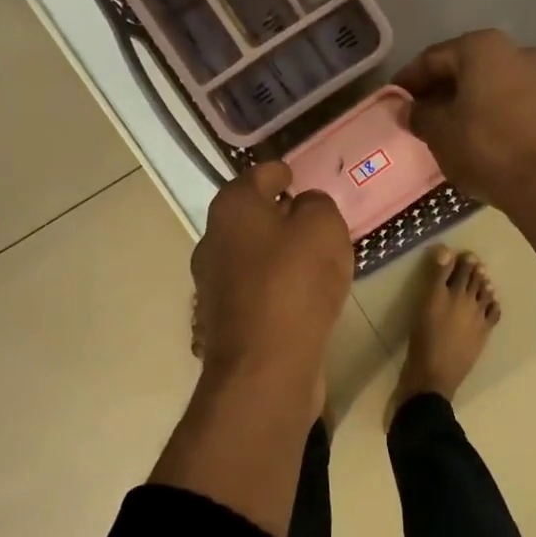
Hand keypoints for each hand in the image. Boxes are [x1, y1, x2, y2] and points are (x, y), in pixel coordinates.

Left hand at [192, 161, 352, 385]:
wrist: (265, 364)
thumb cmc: (295, 282)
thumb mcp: (323, 227)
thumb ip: (317, 205)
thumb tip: (304, 206)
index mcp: (232, 208)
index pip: (257, 176)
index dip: (278, 172)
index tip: (293, 174)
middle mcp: (213, 241)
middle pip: (249, 216)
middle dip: (276, 213)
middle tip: (308, 216)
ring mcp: (213, 284)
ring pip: (250, 254)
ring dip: (275, 251)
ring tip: (310, 256)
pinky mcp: (224, 320)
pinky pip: (254, 288)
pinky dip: (274, 284)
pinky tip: (299, 294)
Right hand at [394, 30, 535, 208]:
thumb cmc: (486, 150)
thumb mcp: (439, 133)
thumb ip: (418, 114)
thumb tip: (406, 109)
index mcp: (484, 48)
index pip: (434, 58)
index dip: (410, 79)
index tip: (394, 98)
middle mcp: (519, 50)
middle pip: (468, 66)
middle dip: (442, 88)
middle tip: (420, 112)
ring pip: (495, 83)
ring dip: (471, 99)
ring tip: (452, 125)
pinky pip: (518, 100)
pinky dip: (497, 110)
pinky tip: (485, 133)